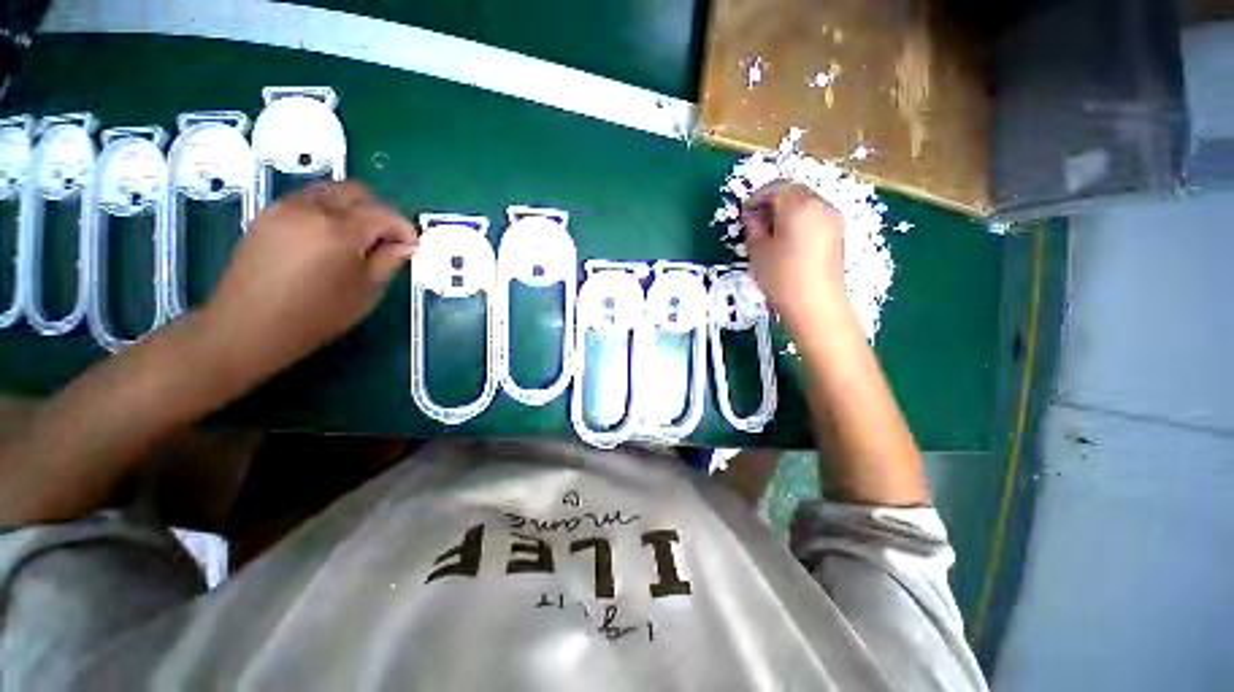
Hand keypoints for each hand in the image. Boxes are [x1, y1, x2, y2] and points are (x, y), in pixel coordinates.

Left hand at [201, 182, 417, 381]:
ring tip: (357, 240)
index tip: (412, 247)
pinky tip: (328, 240)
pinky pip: (308, 200)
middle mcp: (311, 209)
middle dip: (379, 212)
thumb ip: (390, 261)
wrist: (249, 326)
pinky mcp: (267, 214)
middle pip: (356, 192)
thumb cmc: (316, 315)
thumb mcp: (366, 292)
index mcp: (340, 231)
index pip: (385, 215)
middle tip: (387, 240)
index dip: (405, 229)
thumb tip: (406, 246)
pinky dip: (328, 212)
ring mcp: (285, 207)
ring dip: (353, 210)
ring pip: (331, 192)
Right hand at [742, 182, 846, 327]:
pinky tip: (786, 240)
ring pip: (805, 204)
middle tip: (754, 221)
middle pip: (794, 192)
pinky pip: (814, 217)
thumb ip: (753, 228)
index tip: (743, 213)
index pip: (776, 188)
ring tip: (769, 232)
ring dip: (785, 210)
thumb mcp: (758, 252)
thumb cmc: (781, 277)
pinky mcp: (837, 234)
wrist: (816, 305)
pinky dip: (798, 221)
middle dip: (772, 201)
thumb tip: (753, 217)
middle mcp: (821, 205)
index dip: (756, 198)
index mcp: (799, 206)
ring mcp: (833, 220)